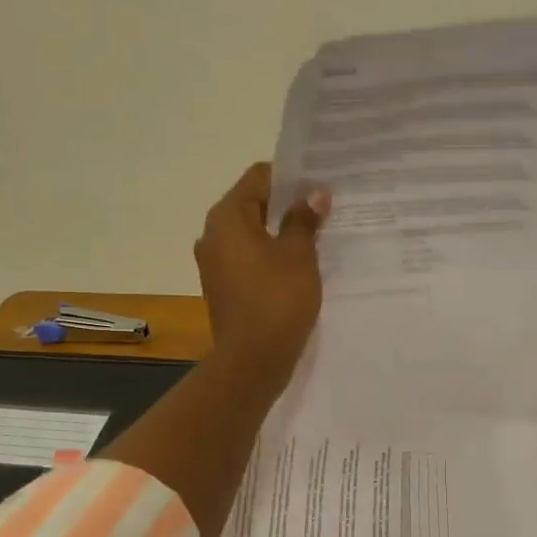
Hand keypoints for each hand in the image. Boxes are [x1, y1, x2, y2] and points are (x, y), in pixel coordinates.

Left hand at [194, 162, 330, 390]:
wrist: (253, 360)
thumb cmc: (277, 300)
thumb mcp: (299, 255)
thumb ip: (304, 219)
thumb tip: (314, 194)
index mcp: (227, 218)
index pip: (258, 177)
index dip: (291, 176)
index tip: (320, 183)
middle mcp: (213, 234)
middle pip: (252, 203)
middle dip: (287, 203)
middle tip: (324, 206)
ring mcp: (214, 262)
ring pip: (251, 232)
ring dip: (280, 230)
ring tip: (316, 234)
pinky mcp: (223, 286)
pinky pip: (248, 257)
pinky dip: (270, 253)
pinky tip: (298, 263)